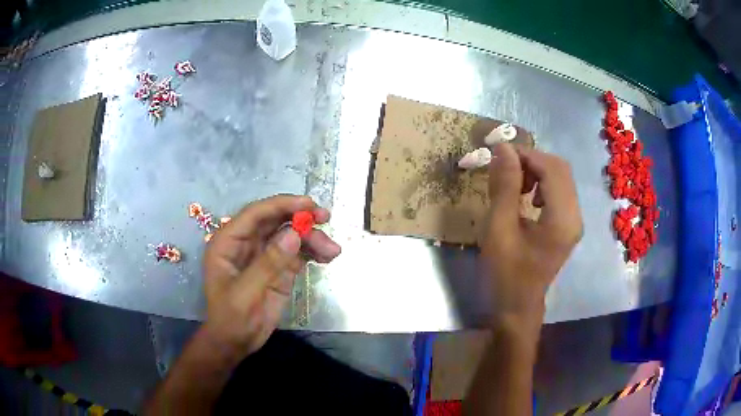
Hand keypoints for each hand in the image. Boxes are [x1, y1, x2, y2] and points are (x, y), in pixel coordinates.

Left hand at [201, 195, 340, 360]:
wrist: (237, 343)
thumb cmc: (231, 319)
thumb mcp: (245, 293)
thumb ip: (268, 263)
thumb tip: (294, 234)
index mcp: (229, 242)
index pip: (256, 214)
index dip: (281, 205)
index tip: (308, 204)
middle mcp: (247, 243)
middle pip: (276, 220)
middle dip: (301, 218)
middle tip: (326, 217)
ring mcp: (265, 256)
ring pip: (290, 236)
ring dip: (312, 238)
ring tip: (332, 251)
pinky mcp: (279, 269)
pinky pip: (298, 253)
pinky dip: (314, 252)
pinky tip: (327, 257)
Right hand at [483, 143, 582, 326]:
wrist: (516, 307)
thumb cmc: (504, 274)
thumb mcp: (498, 230)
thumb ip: (504, 187)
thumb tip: (503, 148)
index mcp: (562, 219)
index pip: (551, 168)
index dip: (525, 154)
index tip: (497, 154)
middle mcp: (575, 216)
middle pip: (560, 168)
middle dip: (531, 160)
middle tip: (504, 168)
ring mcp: (574, 221)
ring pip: (560, 177)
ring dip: (536, 170)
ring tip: (513, 184)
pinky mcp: (568, 224)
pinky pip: (559, 191)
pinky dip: (541, 183)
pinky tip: (526, 197)